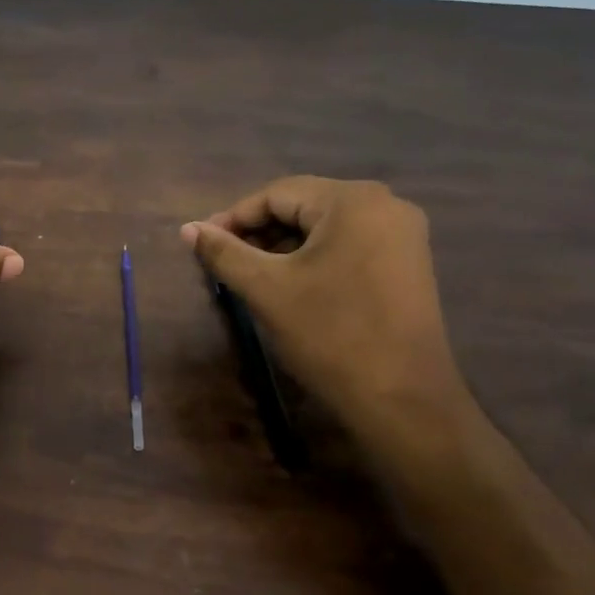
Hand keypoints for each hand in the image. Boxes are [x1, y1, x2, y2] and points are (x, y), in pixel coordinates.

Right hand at [181, 177, 468, 433]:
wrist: (402, 399)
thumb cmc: (330, 334)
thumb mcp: (267, 289)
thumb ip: (223, 252)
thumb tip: (187, 229)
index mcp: (353, 201)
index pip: (277, 194)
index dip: (233, 218)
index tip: (201, 244)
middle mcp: (385, 205)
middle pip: (303, 207)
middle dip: (259, 233)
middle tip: (224, 261)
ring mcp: (402, 235)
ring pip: (324, 228)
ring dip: (283, 247)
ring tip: (251, 275)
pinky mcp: (408, 263)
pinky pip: (348, 245)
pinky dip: (313, 259)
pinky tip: (291, 284)